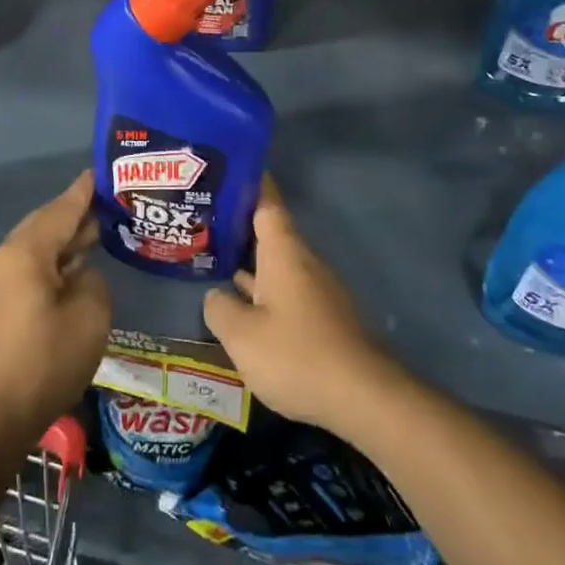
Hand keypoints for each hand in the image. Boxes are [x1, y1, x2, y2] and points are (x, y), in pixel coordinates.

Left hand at [0, 172, 110, 446]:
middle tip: (110, 204)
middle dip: (76, 214)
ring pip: (35, 247)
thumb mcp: (90, 315)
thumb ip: (93, 280)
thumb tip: (80, 275)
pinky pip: (27, 268)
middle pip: (44, 224)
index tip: (102, 171)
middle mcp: (3, 258)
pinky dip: (51, 262)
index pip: (62, 209)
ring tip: (98, 232)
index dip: (85, 191)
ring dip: (64, 241)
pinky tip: (74, 270)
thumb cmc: (46, 362)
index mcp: (25, 253)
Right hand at [202, 177, 398, 436]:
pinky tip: (240, 305)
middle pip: (269, 233)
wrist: (363, 397)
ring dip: (248, 260)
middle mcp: (302, 263)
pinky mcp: (322, 318)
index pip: (267, 203)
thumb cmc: (297, 355)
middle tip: (201, 218)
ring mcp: (315, 291)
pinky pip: (285, 290)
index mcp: (284, 253)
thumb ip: (220, 309)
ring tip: (212, 258)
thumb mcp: (242, 335)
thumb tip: (217, 297)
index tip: (229, 168)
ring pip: (276, 264)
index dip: (250, 183)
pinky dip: (261, 289)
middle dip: (238, 224)